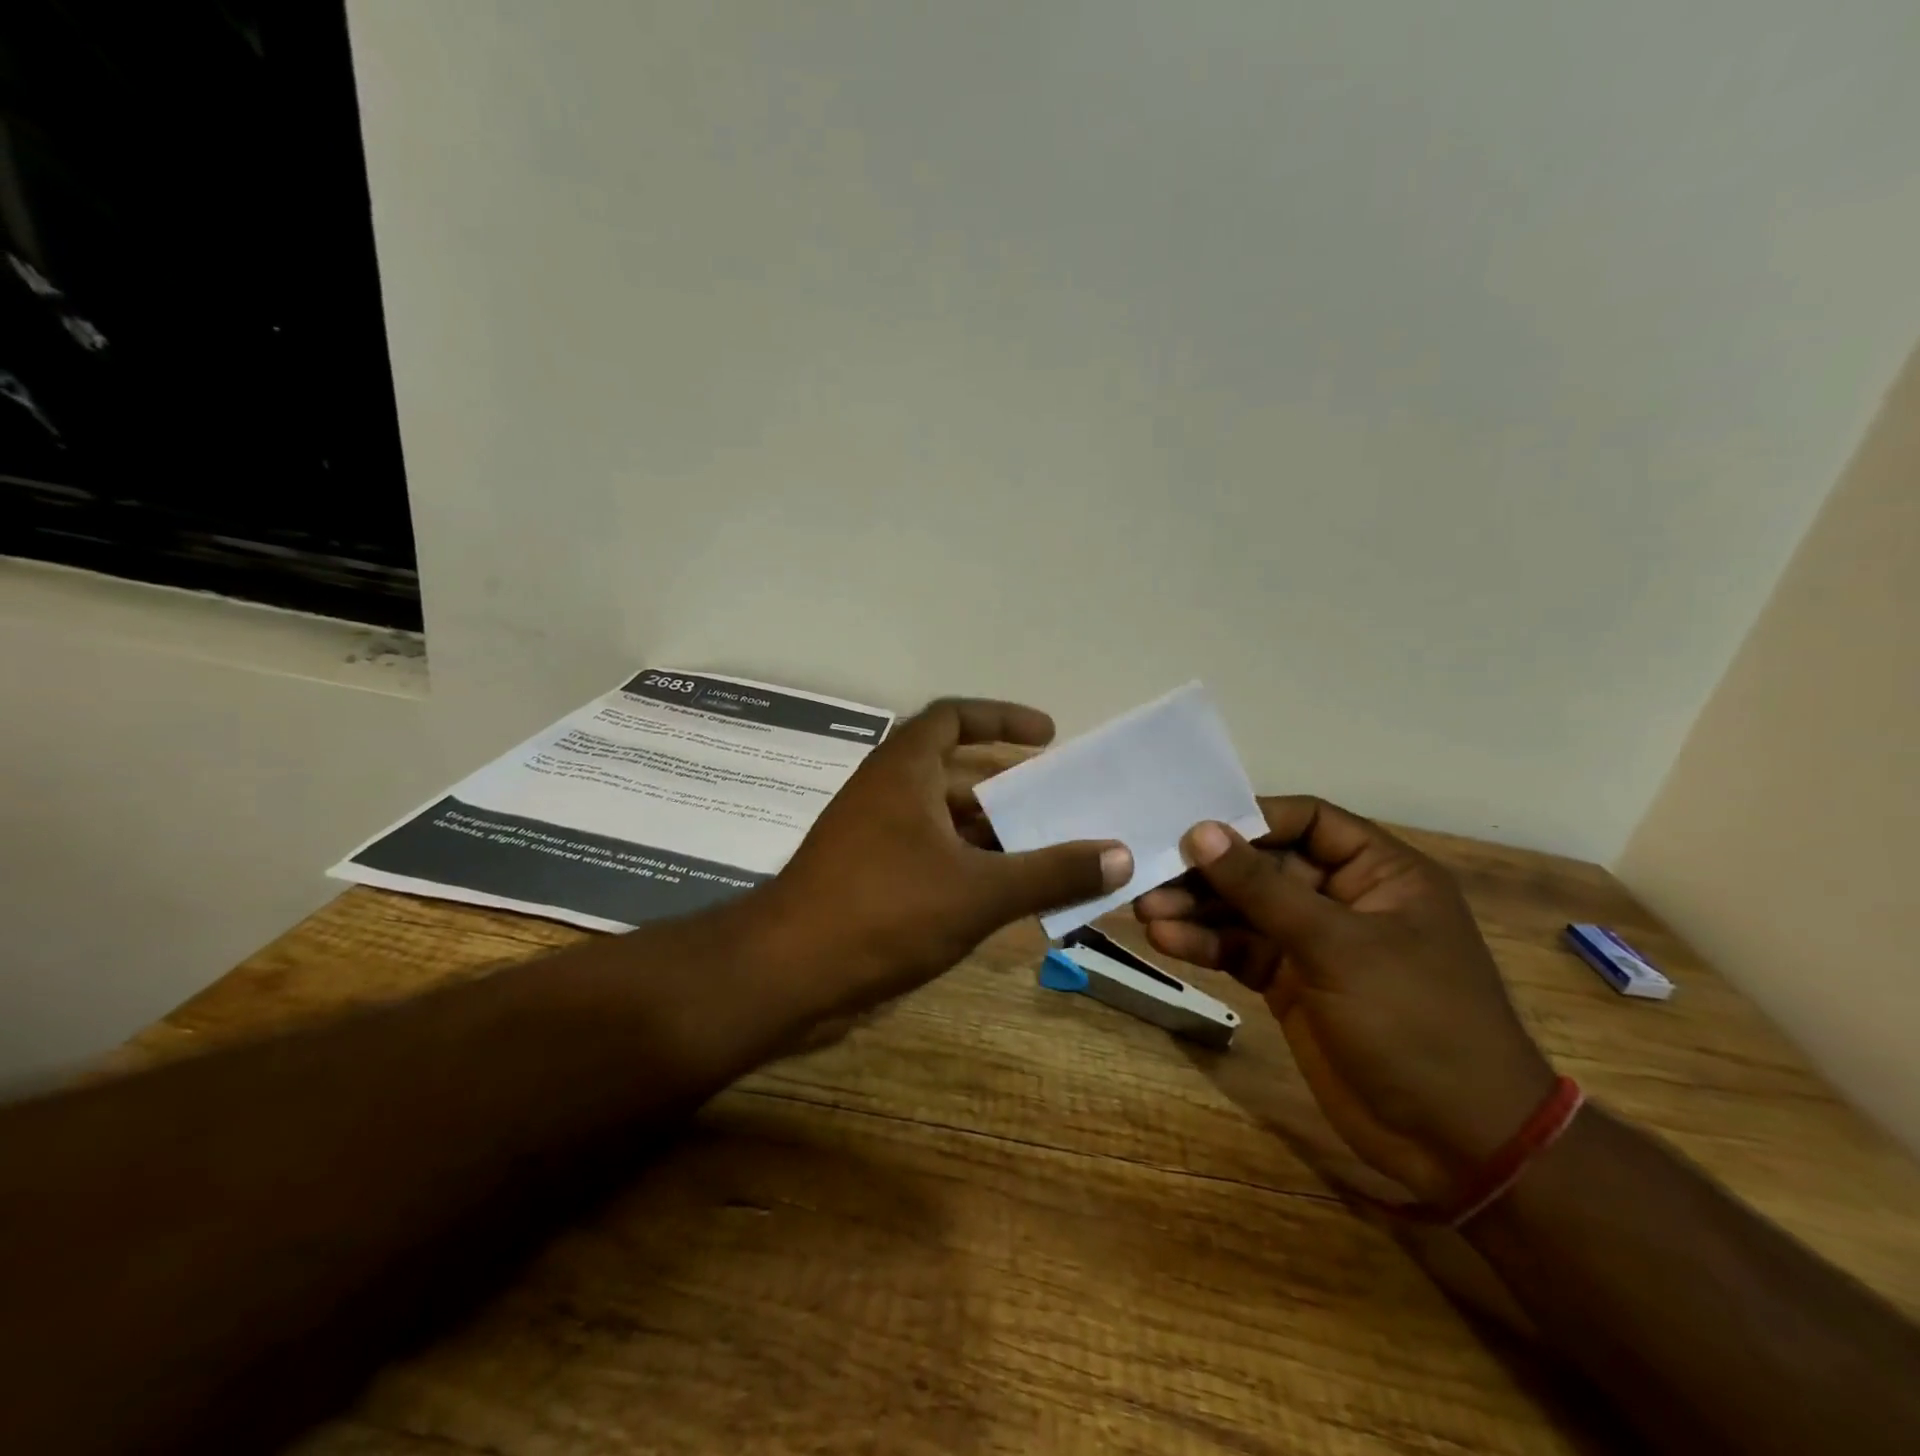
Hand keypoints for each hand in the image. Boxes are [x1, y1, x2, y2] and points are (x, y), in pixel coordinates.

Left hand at [754, 699, 1131, 1020]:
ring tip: (1039, 850)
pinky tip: (996, 893)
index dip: (1001, 717)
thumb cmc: (884, 911)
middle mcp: (884, 790)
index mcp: (904, 770)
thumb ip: (1051, 872)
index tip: (1047, 736)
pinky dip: (962, 862)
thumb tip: (1120, 856)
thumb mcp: (979, 891)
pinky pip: (925, 851)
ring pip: (939, 817)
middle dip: (1004, 785)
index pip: (954, 717)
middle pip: (952, 770)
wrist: (787, 972)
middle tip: (1053, 802)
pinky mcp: (864, 873)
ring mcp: (869, 834)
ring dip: (986, 830)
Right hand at [1133, 797, 1553, 1203]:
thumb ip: (1262, 888)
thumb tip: (1199, 831)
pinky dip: (1204, 944)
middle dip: (1210, 871)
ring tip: (1146, 911)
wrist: (1457, 1144)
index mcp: (1380, 872)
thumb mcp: (1338, 946)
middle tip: (1152, 873)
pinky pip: (1240, 950)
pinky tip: (1166, 941)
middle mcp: (1344, 898)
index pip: (1306, 821)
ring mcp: (1315, 944)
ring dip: (1197, 908)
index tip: (1192, 828)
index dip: (1249, 819)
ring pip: (1244, 910)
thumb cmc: (1416, 1022)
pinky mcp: (1290, 984)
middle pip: (1264, 865)